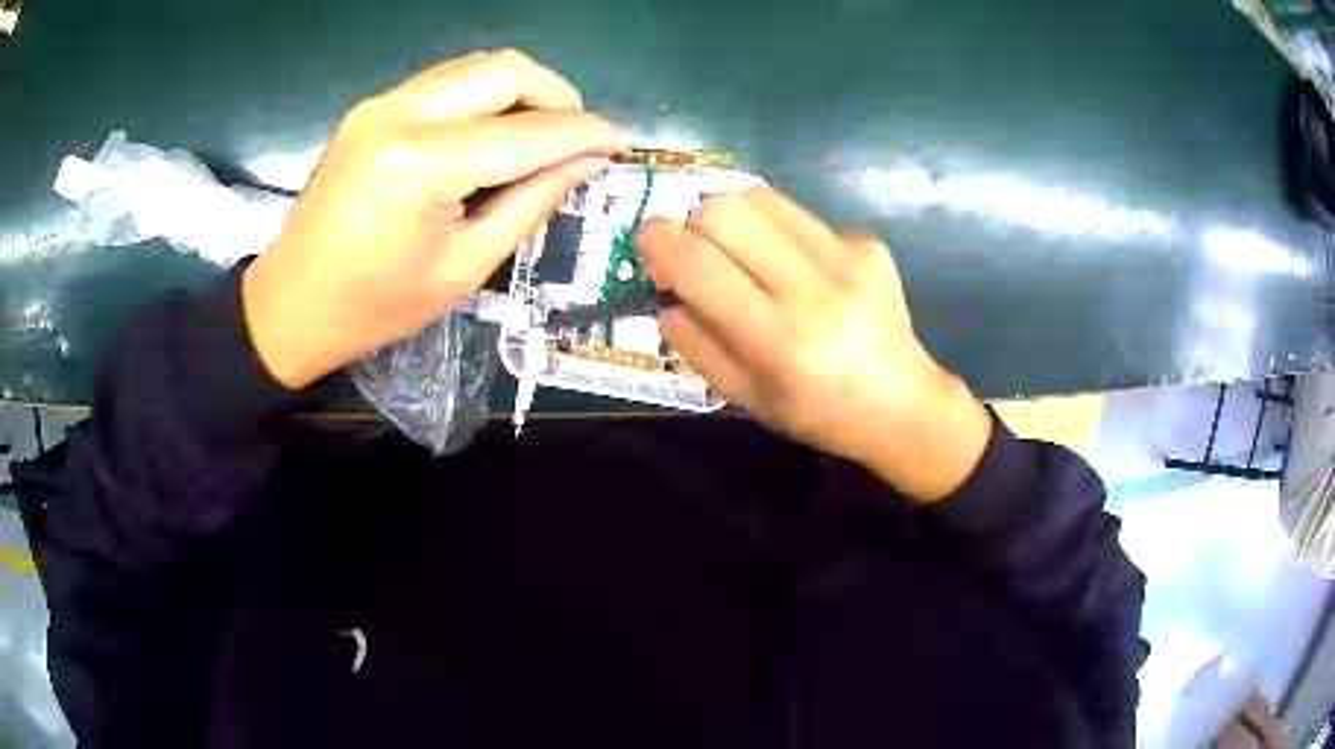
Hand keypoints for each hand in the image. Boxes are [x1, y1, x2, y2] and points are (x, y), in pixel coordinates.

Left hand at [242, 49, 628, 387]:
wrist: (289, 305)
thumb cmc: (374, 307)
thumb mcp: (463, 268)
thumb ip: (531, 204)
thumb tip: (589, 163)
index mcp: (421, 163)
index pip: (528, 131)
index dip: (585, 133)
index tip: (621, 144)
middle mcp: (401, 113)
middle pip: (506, 69)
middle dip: (558, 96)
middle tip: (578, 139)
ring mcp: (381, 103)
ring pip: (477, 65)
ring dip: (521, 92)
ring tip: (539, 136)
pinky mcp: (372, 108)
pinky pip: (447, 81)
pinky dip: (483, 97)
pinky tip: (491, 134)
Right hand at [637, 189, 992, 501]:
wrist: (902, 403)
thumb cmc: (818, 413)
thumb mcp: (746, 397)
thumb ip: (696, 346)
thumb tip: (665, 295)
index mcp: (778, 340)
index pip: (699, 264)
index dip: (659, 242)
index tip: (648, 241)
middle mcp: (814, 289)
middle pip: (725, 209)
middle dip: (695, 223)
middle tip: (701, 253)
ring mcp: (847, 259)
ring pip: (760, 196)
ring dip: (736, 219)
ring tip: (745, 253)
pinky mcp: (868, 244)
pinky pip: (800, 214)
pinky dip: (781, 233)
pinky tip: (800, 268)